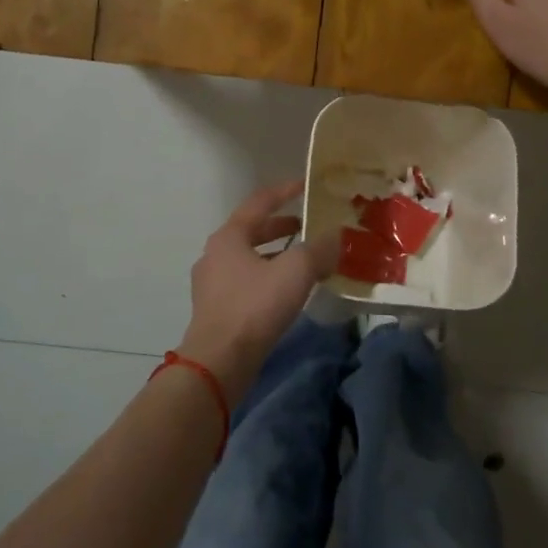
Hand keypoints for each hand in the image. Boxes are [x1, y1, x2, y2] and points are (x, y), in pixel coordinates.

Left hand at [178, 180, 337, 402]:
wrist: (219, 361)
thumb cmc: (255, 306)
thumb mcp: (296, 271)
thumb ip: (319, 249)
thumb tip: (336, 237)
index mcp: (229, 236)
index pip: (260, 202)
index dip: (285, 191)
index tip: (307, 185)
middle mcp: (215, 254)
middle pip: (252, 231)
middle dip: (281, 227)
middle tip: (308, 226)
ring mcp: (212, 283)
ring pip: (249, 258)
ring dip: (275, 255)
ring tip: (302, 260)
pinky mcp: (216, 309)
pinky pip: (246, 282)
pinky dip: (268, 278)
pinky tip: (287, 292)